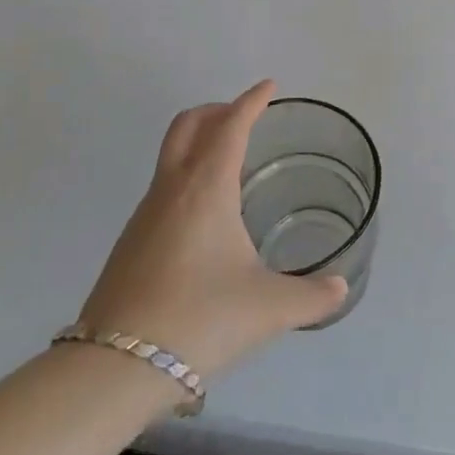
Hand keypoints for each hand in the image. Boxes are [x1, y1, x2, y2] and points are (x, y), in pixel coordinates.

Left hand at [77, 81, 346, 377]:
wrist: (114, 367)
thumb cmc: (201, 319)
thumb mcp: (269, 308)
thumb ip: (312, 296)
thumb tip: (340, 289)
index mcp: (207, 187)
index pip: (231, 125)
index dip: (252, 101)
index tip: (269, 86)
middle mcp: (172, 188)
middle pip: (188, 125)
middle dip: (217, 110)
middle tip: (244, 116)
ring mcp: (145, 213)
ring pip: (171, 154)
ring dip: (198, 141)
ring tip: (230, 163)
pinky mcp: (131, 241)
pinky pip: (163, 186)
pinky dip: (186, 175)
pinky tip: (205, 215)